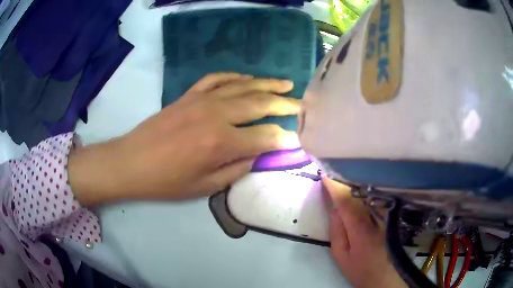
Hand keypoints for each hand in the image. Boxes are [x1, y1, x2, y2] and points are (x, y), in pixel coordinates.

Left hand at [69, 73, 300, 204]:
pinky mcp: (189, 94)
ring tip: (285, 84)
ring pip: (242, 86)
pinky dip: (235, 77)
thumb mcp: (204, 186)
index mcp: (221, 142)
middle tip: (301, 105)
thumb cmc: (166, 181)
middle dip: (285, 104)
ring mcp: (201, 99)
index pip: (266, 136)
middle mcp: (216, 114)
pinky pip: (217, 78)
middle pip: (259, 103)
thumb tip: (259, 154)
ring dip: (266, 84)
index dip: (285, 138)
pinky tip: (247, 78)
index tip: (299, 139)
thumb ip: (237, 168)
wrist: (131, 162)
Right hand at [323, 177, 406, 287]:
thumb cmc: (360, 269)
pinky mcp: (391, 217)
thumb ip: (337, 232)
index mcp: (361, 228)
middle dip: (345, 183)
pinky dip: (366, 193)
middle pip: (360, 193)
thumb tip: (334, 209)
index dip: (335, 188)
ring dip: (356, 186)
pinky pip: (377, 199)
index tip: (325, 177)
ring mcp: (386, 215)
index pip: (347, 201)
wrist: (385, 276)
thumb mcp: (341, 255)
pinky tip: (360, 193)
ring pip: (370, 194)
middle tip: (333, 176)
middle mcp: (376, 217)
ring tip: (345, 180)